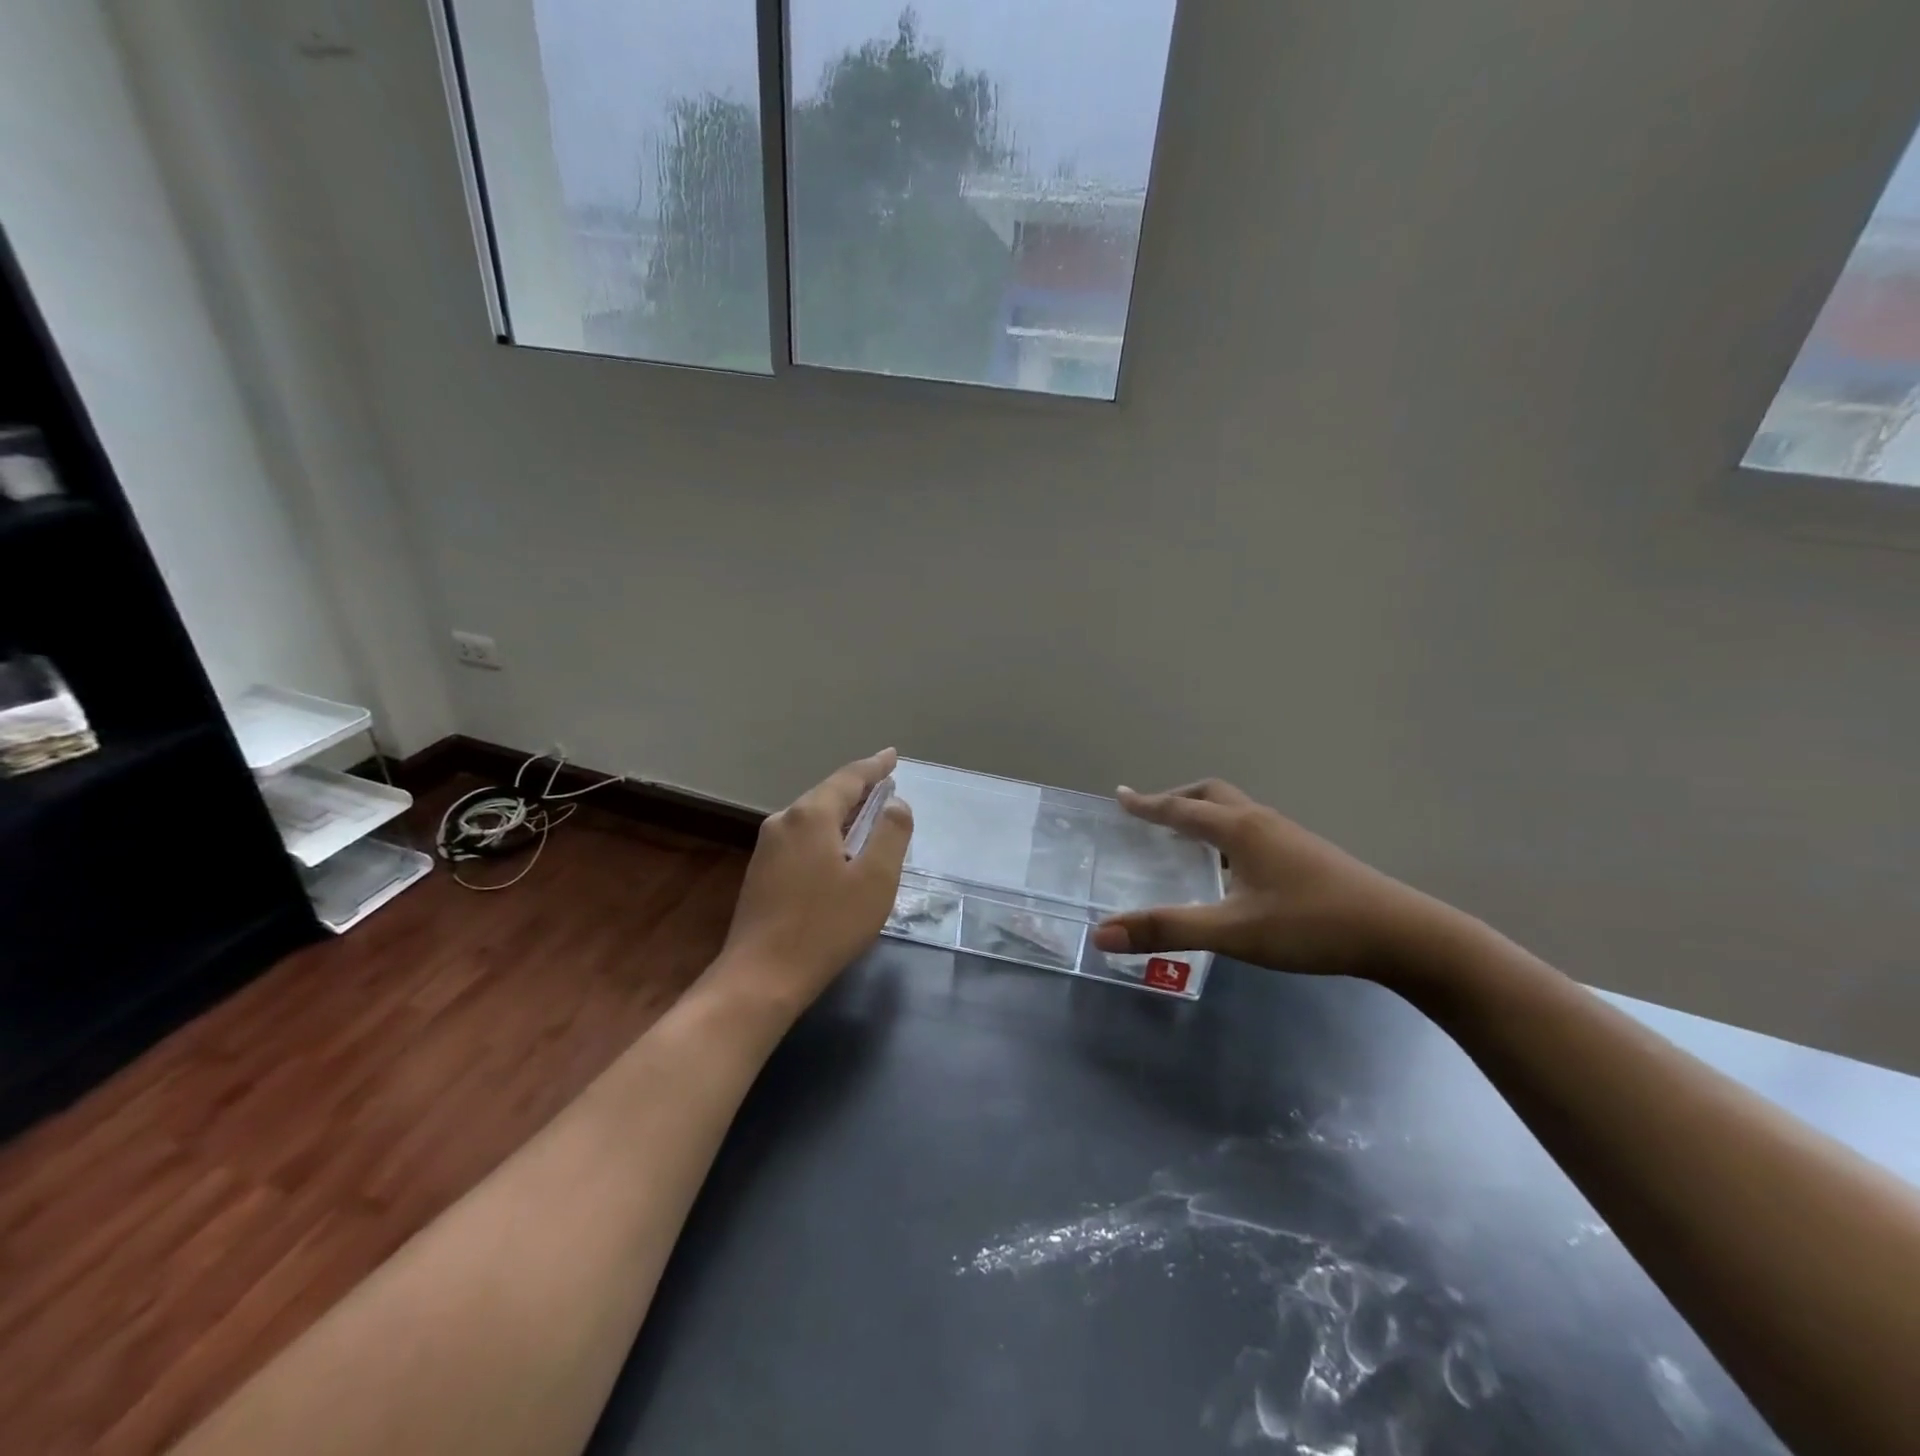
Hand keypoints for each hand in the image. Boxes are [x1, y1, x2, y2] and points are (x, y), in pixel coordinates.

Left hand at [712, 749, 913, 1015]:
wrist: (761, 977)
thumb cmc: (826, 925)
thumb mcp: (875, 879)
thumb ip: (891, 834)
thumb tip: (895, 805)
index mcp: (811, 815)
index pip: (849, 778)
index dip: (875, 766)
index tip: (892, 755)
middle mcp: (784, 821)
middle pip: (827, 795)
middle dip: (858, 790)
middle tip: (886, 785)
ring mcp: (767, 848)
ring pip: (812, 818)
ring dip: (842, 815)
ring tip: (867, 816)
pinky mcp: (761, 872)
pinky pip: (801, 839)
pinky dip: (826, 835)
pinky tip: (838, 852)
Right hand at [1091, 781, 1455, 982]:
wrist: (1400, 934)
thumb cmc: (1311, 925)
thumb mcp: (1233, 931)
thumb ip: (1167, 930)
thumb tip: (1101, 933)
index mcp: (1239, 829)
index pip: (1180, 809)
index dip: (1147, 804)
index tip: (1120, 795)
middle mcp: (1261, 822)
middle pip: (1211, 795)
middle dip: (1176, 799)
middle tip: (1151, 814)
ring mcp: (1288, 836)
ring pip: (1235, 810)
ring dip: (1203, 815)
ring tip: (1183, 839)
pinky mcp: (1306, 854)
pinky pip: (1252, 828)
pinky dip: (1225, 833)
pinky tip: (1231, 868)